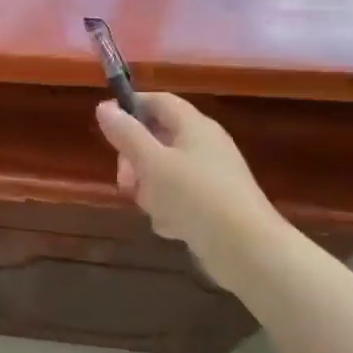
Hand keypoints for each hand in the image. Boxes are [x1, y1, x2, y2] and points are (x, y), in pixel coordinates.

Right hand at [95, 93, 288, 288]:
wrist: (248, 250)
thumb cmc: (195, 197)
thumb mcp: (151, 163)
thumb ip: (126, 133)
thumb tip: (104, 106)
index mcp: (194, 126)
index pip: (158, 101)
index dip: (130, 107)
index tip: (106, 126)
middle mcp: (205, 146)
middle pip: (158, 138)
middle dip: (135, 159)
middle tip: (125, 180)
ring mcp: (212, 177)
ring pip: (165, 172)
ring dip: (150, 189)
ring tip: (153, 208)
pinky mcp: (215, 205)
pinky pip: (180, 198)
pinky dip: (170, 209)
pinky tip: (172, 227)